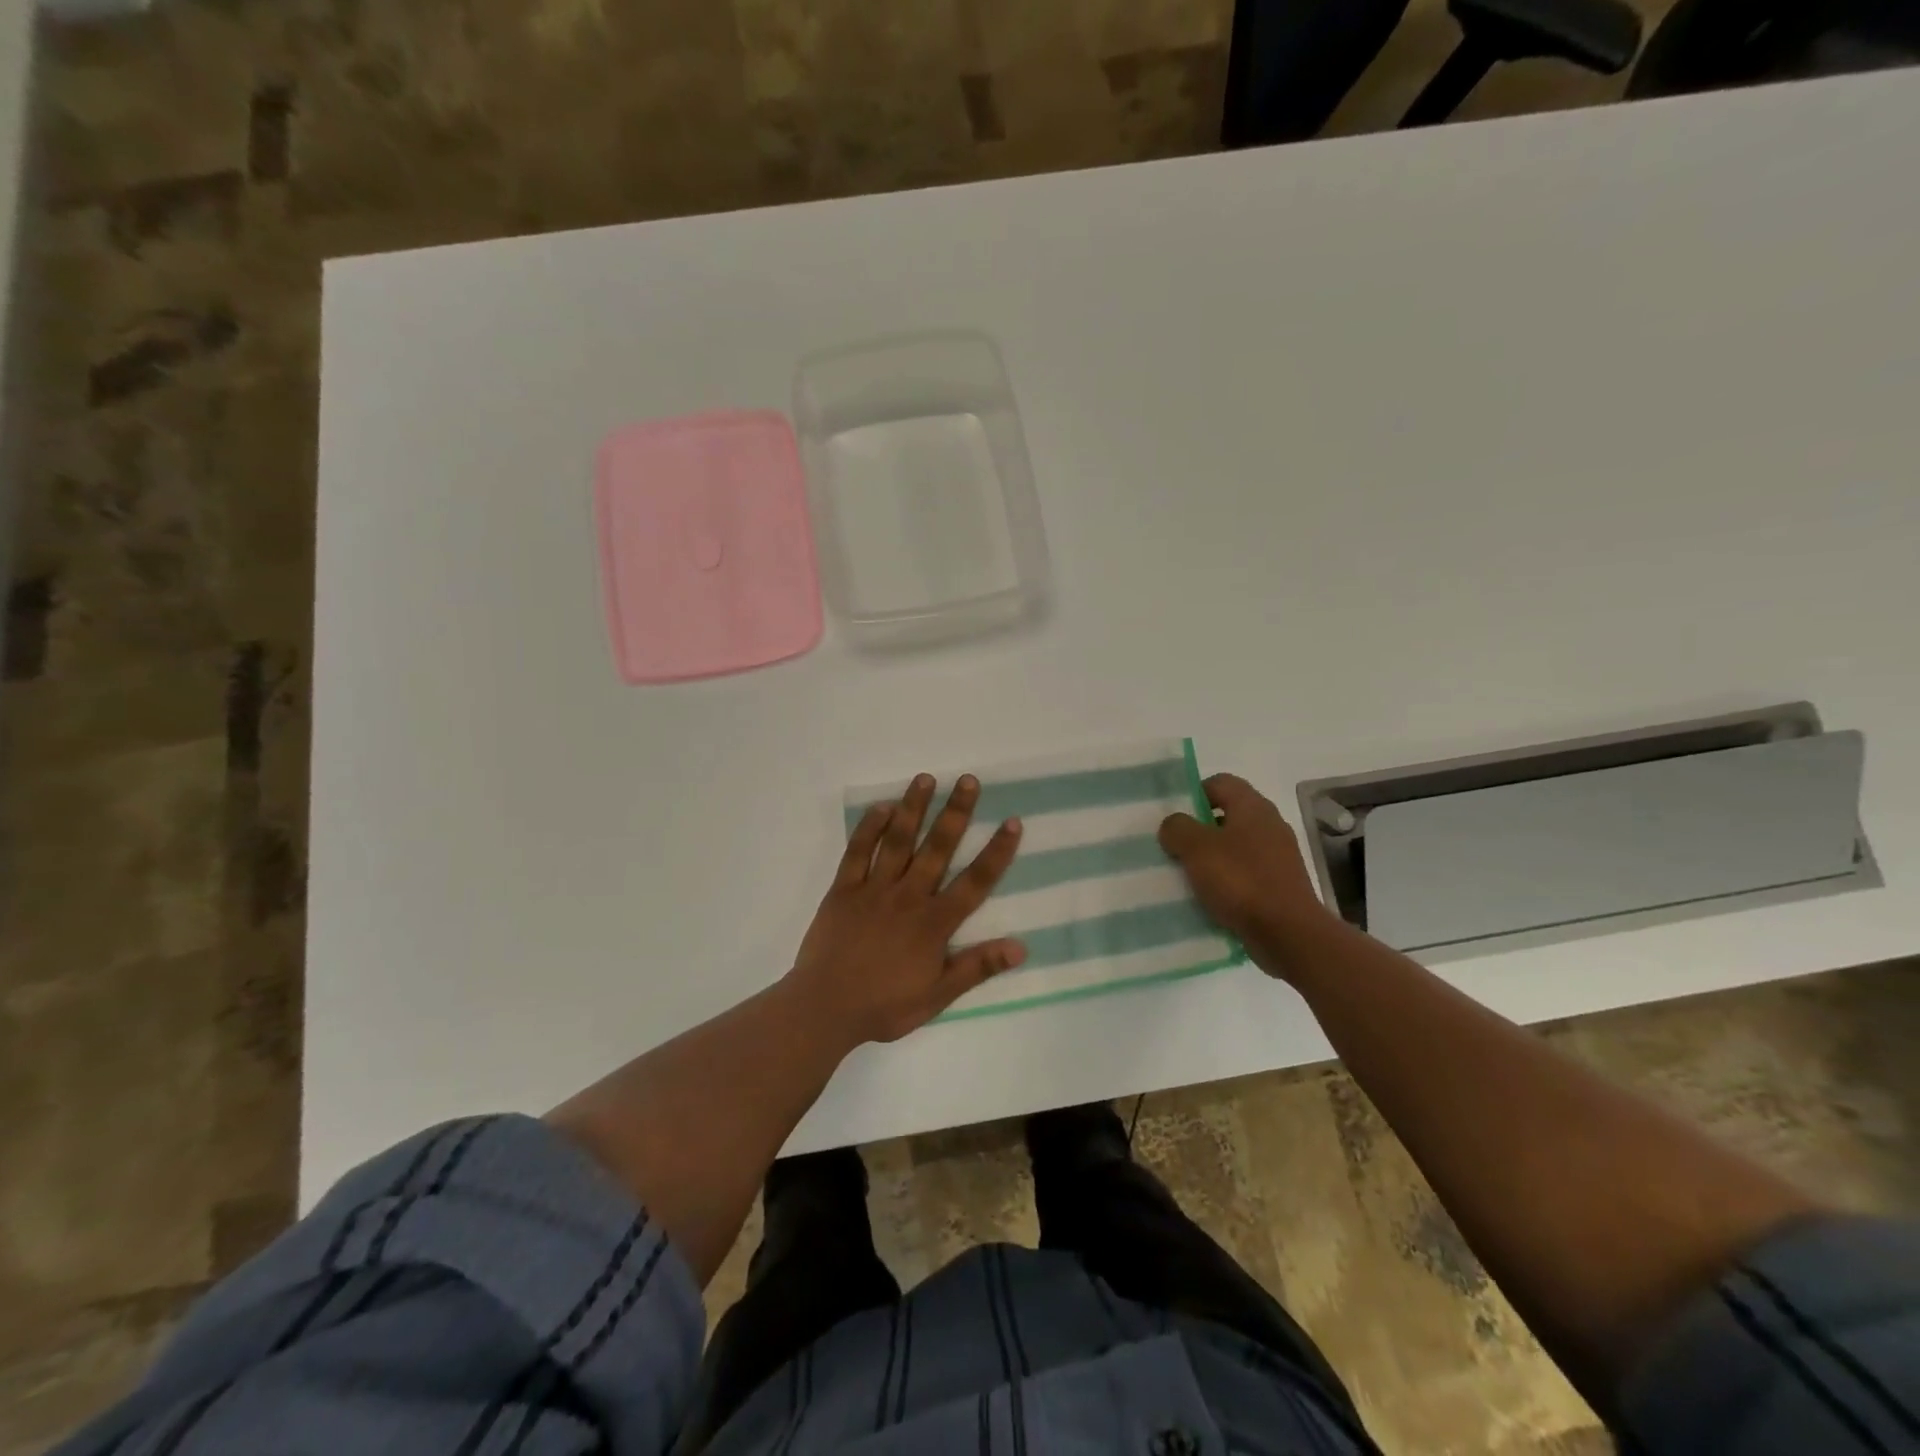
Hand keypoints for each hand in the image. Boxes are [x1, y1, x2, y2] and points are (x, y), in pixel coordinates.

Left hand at [788, 773, 1025, 1047]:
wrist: (825, 1008)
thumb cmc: (884, 1005)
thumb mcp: (938, 995)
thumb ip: (977, 967)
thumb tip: (1020, 947)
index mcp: (934, 923)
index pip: (974, 882)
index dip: (996, 852)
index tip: (1012, 822)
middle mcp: (908, 896)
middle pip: (937, 848)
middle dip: (956, 813)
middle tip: (968, 780)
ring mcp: (874, 889)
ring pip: (898, 841)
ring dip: (913, 808)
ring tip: (925, 778)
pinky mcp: (843, 889)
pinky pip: (858, 852)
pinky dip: (869, 828)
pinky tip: (882, 807)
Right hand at [1158, 774, 1331, 974]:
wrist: (1288, 934)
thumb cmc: (1241, 881)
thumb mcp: (1196, 848)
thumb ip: (1178, 828)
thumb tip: (1174, 825)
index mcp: (1253, 807)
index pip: (1220, 782)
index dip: (1194, 793)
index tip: (1174, 818)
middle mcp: (1269, 826)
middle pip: (1227, 816)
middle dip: (1198, 830)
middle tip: (1174, 847)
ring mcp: (1277, 857)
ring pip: (1234, 848)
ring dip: (1210, 859)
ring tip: (1186, 875)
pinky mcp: (1278, 886)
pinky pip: (1244, 875)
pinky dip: (1226, 882)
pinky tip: (1208, 898)